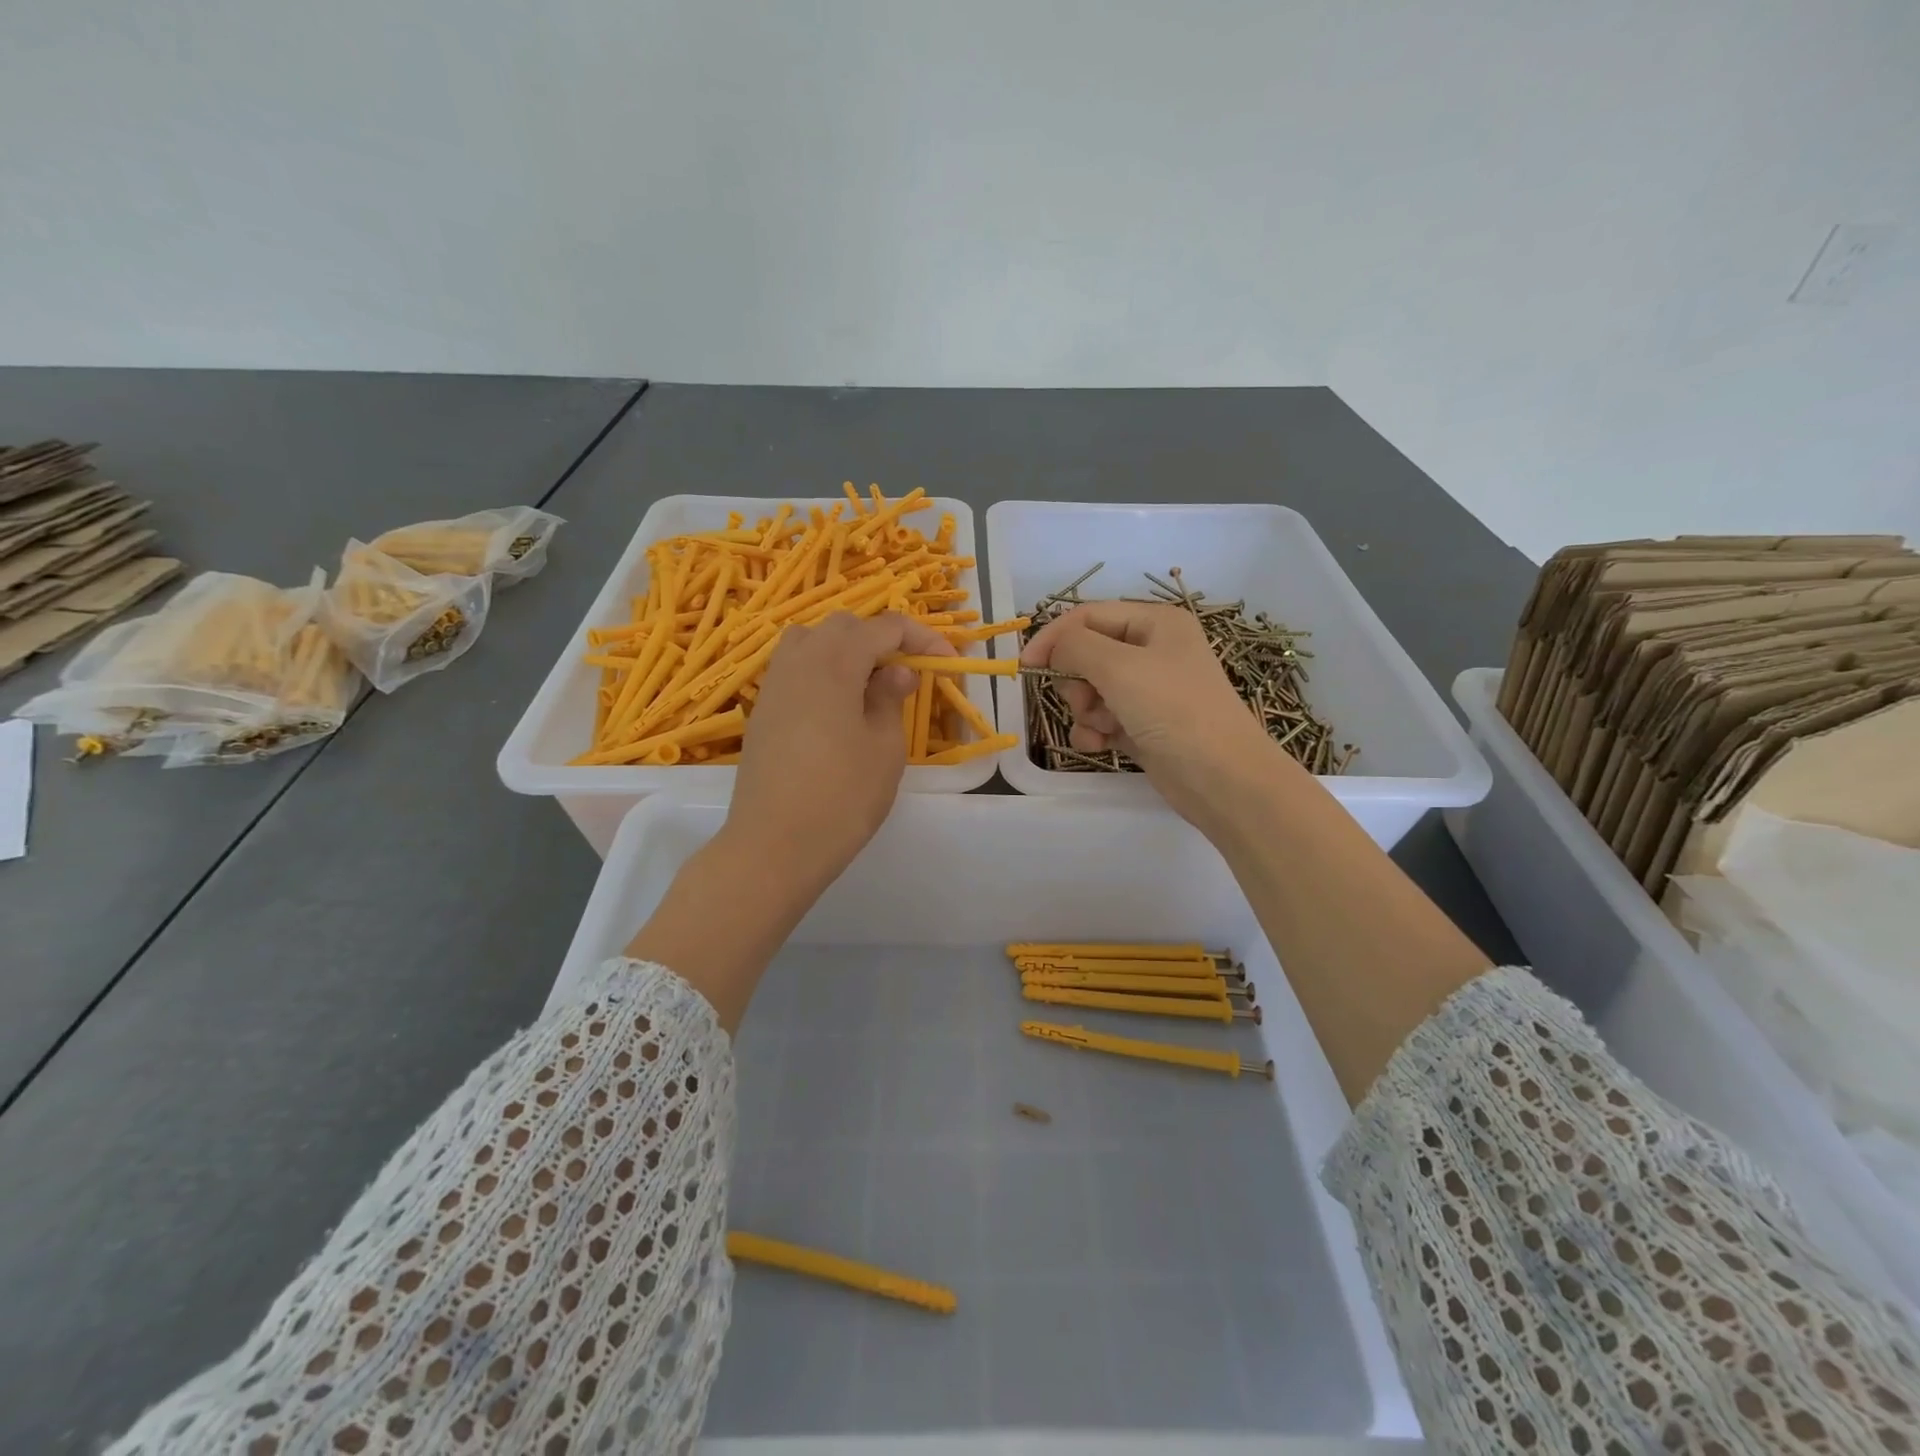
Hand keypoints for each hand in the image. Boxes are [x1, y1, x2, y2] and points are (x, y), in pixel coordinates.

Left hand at [723, 610, 953, 897]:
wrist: (774, 846)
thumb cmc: (842, 797)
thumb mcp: (884, 748)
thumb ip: (891, 699)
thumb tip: (897, 671)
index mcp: (834, 662)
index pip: (884, 627)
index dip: (921, 638)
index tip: (947, 661)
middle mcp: (799, 661)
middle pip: (844, 627)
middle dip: (881, 639)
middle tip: (907, 674)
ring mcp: (774, 685)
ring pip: (812, 642)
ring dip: (846, 651)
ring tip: (870, 686)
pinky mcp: (762, 711)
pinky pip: (795, 669)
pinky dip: (822, 672)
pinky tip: (838, 709)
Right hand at [1021, 600, 1291, 828]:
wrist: (1222, 778)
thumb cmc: (1173, 710)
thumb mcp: (1119, 668)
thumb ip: (1075, 647)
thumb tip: (1051, 647)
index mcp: (1155, 623)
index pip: (1088, 616)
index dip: (1054, 637)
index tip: (1024, 666)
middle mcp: (1153, 651)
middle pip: (1087, 654)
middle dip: (1077, 681)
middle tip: (1086, 701)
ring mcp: (1149, 691)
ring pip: (1091, 690)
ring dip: (1086, 711)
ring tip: (1104, 728)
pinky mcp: (1144, 726)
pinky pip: (1103, 719)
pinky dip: (1095, 732)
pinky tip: (1102, 746)